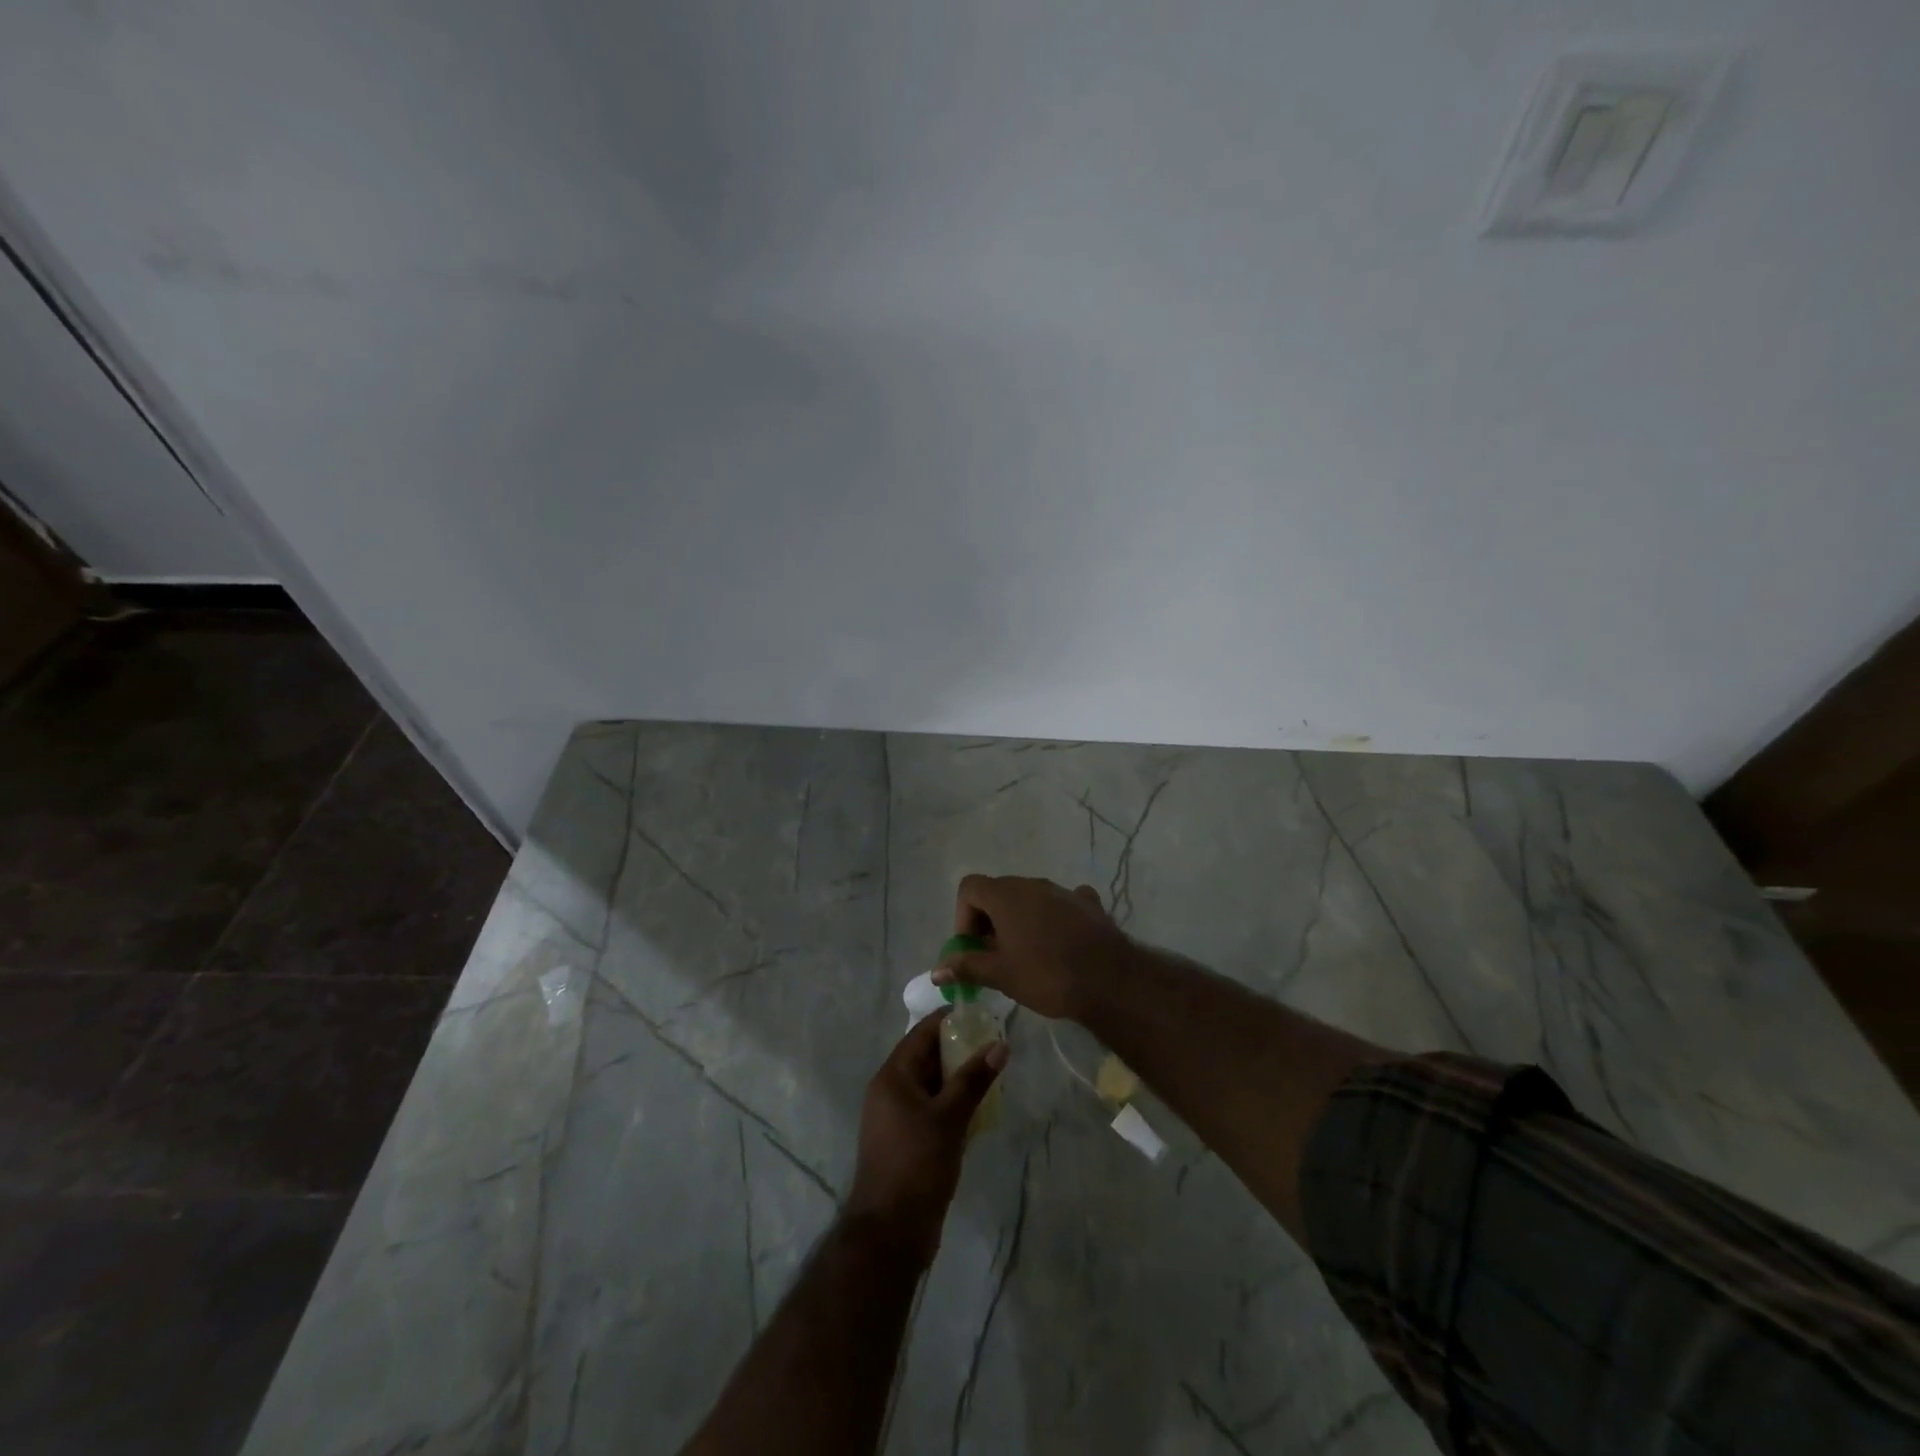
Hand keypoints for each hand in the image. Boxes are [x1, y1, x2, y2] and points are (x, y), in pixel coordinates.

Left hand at [844, 1012, 1006, 1265]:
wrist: (891, 1232)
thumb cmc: (916, 1165)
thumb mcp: (949, 1118)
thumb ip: (974, 1079)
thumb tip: (1000, 1044)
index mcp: (892, 1076)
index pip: (921, 1034)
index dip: (949, 1020)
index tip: (981, 1013)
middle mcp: (890, 1090)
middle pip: (926, 1057)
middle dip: (959, 1048)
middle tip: (995, 1042)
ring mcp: (897, 1117)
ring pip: (931, 1084)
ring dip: (958, 1077)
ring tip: (993, 1071)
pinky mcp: (906, 1140)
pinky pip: (931, 1108)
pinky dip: (953, 1102)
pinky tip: (980, 1107)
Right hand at [935, 875, 1133, 1018]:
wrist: (1109, 980)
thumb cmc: (1046, 975)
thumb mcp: (1001, 975)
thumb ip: (967, 966)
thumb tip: (936, 970)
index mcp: (1006, 895)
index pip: (969, 888)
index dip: (963, 916)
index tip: (973, 947)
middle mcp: (1032, 883)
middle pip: (998, 891)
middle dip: (989, 921)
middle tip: (994, 956)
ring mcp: (1062, 890)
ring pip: (1029, 898)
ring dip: (1019, 920)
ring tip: (1026, 954)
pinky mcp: (1087, 903)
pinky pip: (1060, 904)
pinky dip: (1052, 918)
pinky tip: (1060, 942)